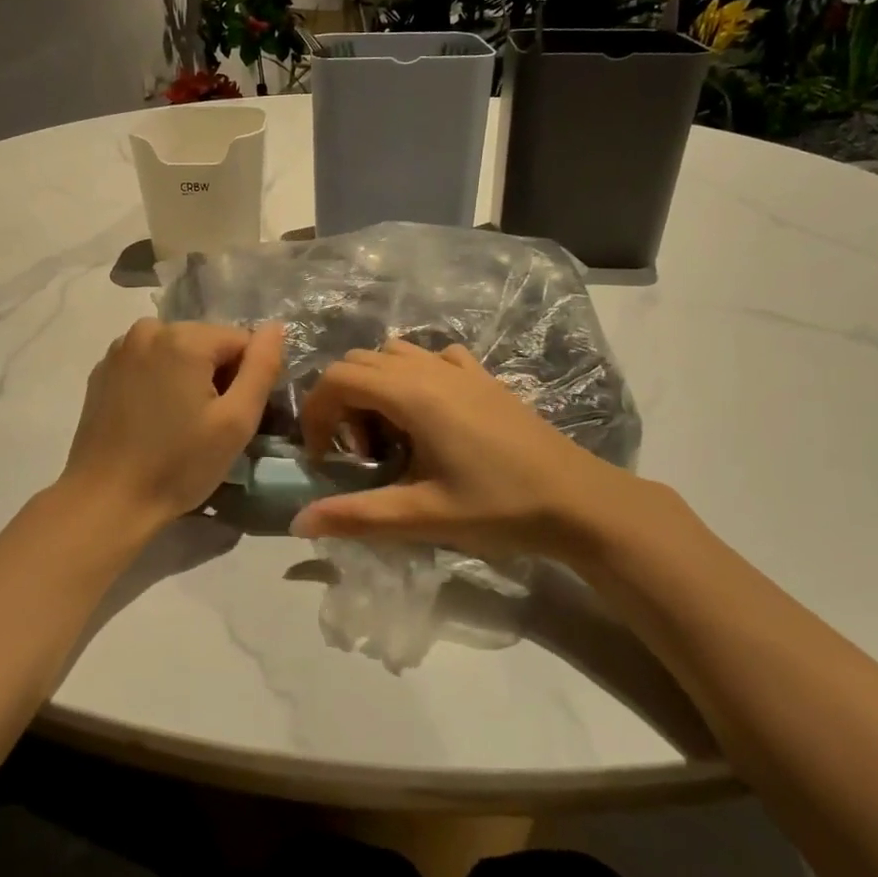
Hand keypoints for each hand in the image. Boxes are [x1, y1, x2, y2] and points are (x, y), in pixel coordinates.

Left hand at [59, 319, 284, 532]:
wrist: (107, 500)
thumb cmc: (178, 465)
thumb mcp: (236, 422)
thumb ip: (262, 368)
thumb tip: (276, 327)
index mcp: (184, 338)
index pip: (241, 340)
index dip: (246, 378)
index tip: (232, 416)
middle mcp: (149, 329)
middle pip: (207, 342)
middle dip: (216, 375)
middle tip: (208, 424)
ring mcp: (120, 349)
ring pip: (178, 351)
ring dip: (188, 377)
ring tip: (180, 422)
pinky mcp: (103, 370)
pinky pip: (149, 363)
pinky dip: (159, 382)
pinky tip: (153, 419)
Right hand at [292, 339, 687, 567]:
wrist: (579, 501)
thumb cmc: (499, 507)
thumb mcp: (423, 516)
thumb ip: (357, 516)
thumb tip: (299, 523)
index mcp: (413, 395)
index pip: (339, 378)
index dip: (316, 412)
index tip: (323, 456)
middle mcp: (432, 369)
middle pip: (360, 361)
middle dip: (341, 402)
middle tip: (358, 453)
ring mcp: (462, 369)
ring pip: (394, 354)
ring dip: (375, 386)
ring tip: (391, 436)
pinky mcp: (484, 378)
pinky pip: (433, 357)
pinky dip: (413, 375)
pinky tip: (427, 415)